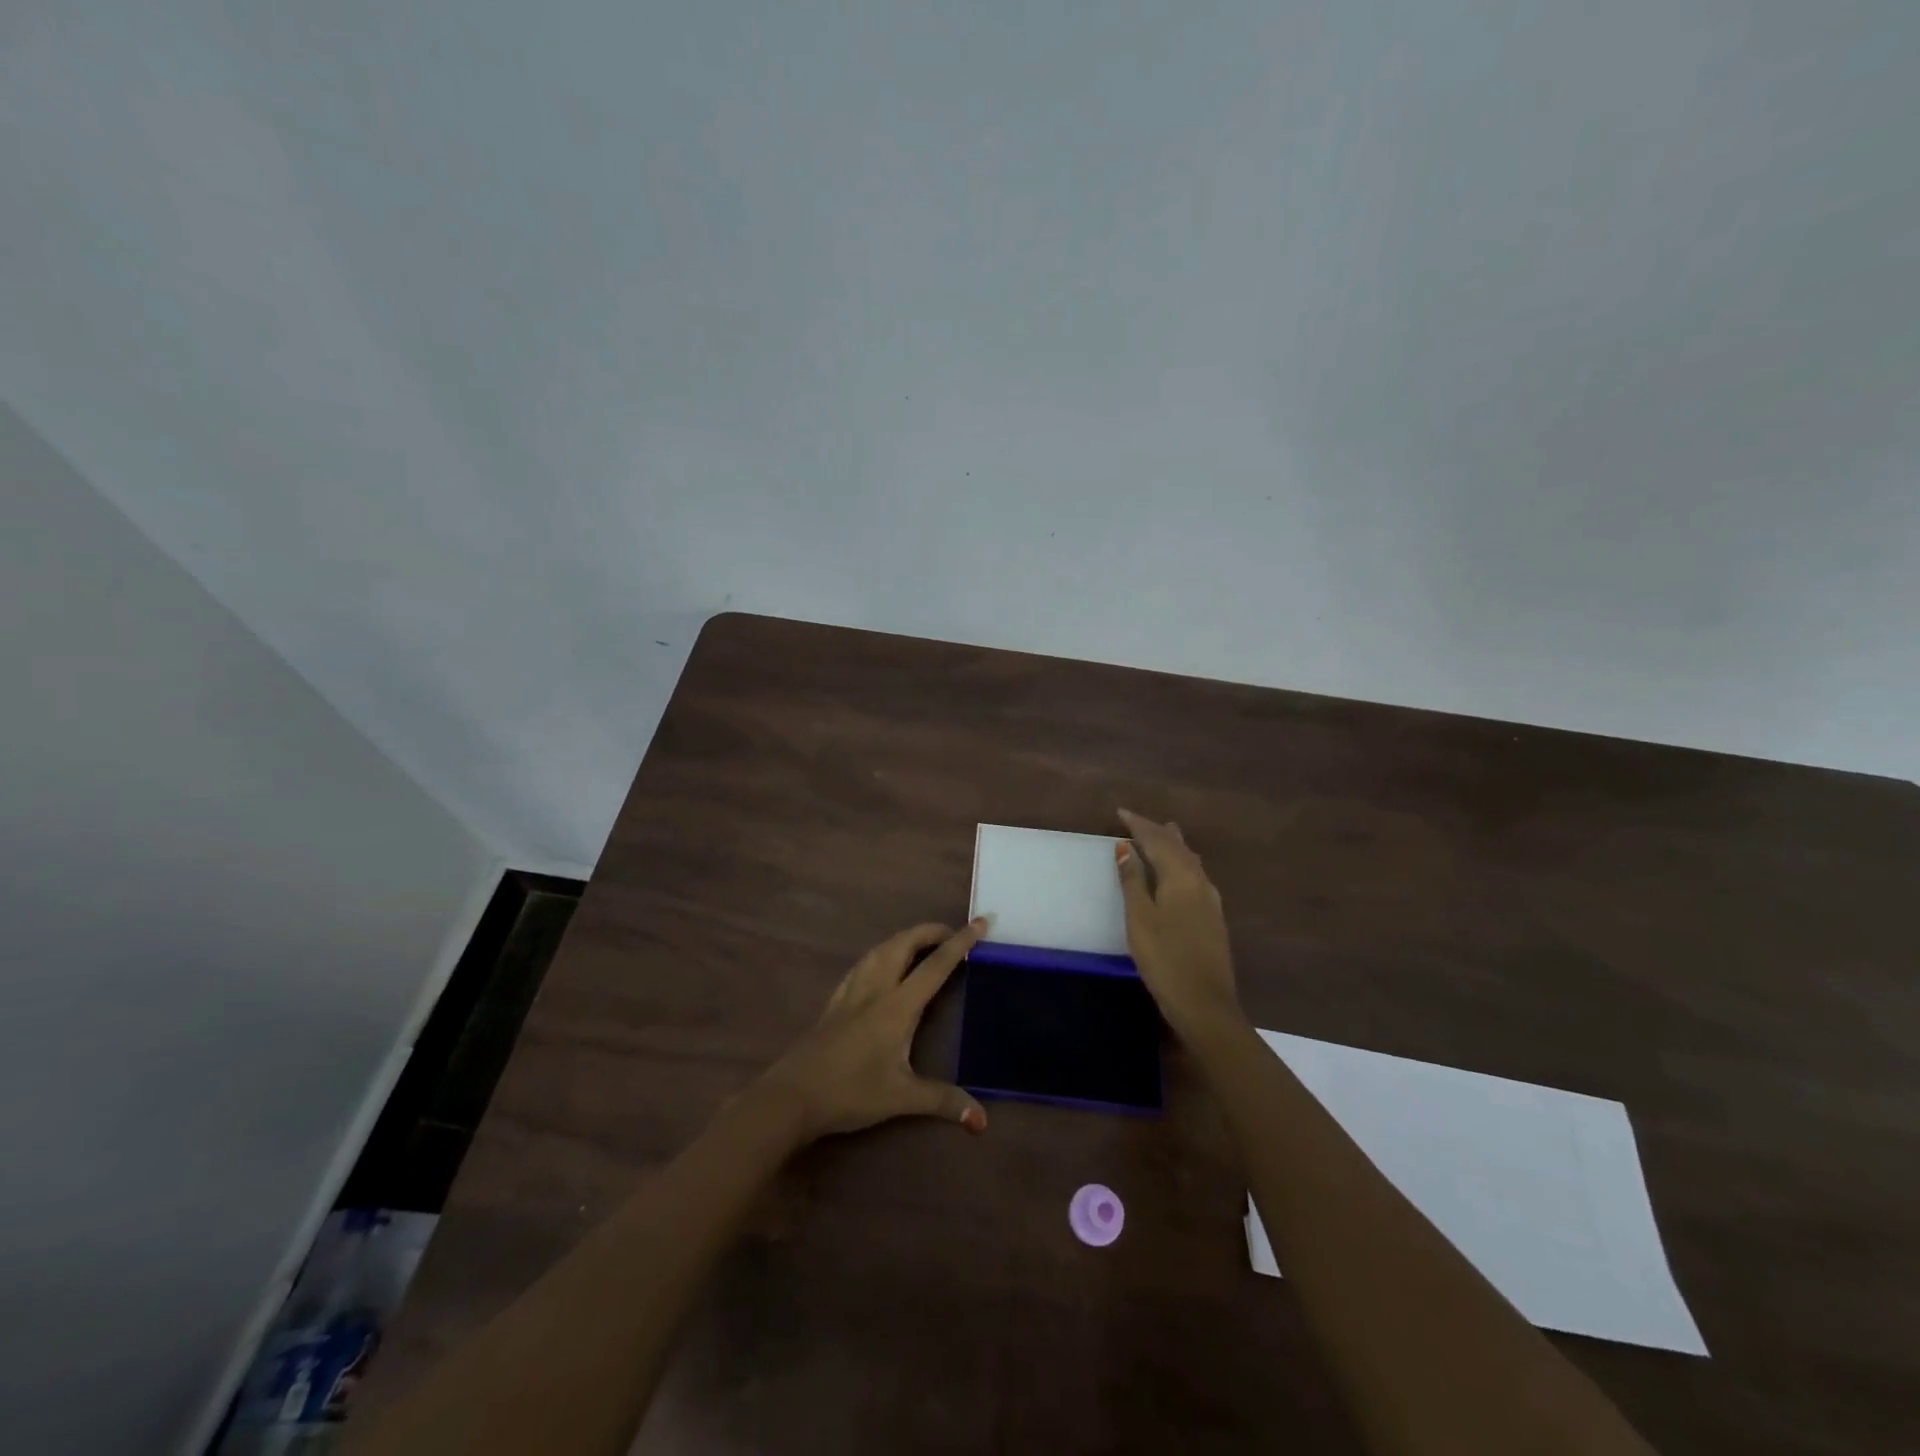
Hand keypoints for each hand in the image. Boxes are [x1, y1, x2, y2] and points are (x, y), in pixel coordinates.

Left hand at [758, 920, 990, 1140]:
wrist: (792, 1095)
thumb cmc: (850, 1092)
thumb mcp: (901, 1098)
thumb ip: (942, 1101)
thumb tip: (981, 1121)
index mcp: (897, 1005)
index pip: (936, 965)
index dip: (961, 942)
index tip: (981, 922)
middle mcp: (876, 988)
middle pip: (904, 943)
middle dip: (931, 931)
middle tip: (953, 935)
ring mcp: (851, 991)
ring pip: (881, 948)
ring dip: (905, 938)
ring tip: (922, 944)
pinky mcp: (835, 1000)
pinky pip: (864, 963)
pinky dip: (883, 953)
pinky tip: (882, 965)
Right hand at [1115, 808, 1243, 1042]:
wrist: (1205, 1004)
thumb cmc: (1164, 958)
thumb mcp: (1139, 918)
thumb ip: (1133, 881)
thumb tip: (1125, 847)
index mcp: (1181, 877)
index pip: (1157, 841)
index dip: (1139, 825)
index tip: (1120, 813)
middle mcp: (1200, 882)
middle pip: (1178, 848)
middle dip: (1157, 832)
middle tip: (1139, 821)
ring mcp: (1210, 902)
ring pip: (1191, 862)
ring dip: (1174, 846)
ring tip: (1165, 834)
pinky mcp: (1213, 919)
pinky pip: (1196, 877)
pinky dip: (1182, 864)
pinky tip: (1181, 873)